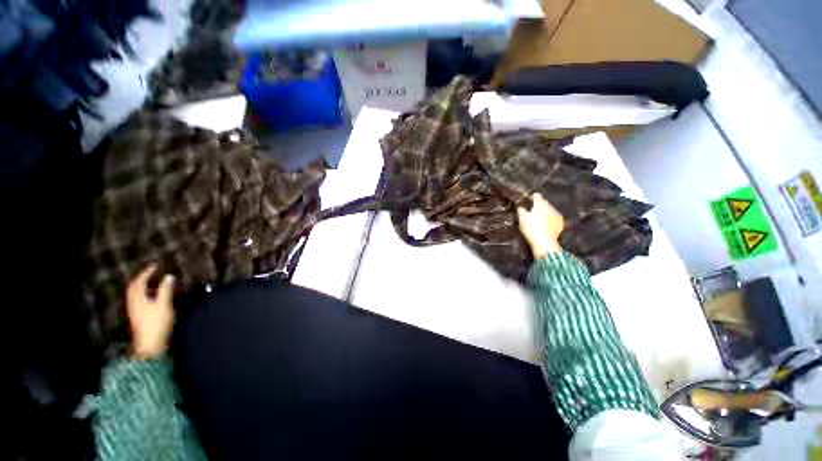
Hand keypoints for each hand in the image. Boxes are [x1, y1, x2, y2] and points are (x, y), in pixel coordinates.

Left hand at [126, 265, 175, 358]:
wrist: (150, 344)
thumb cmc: (157, 323)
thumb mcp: (164, 305)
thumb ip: (166, 290)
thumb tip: (168, 276)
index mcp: (137, 298)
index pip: (139, 281)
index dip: (147, 272)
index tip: (156, 265)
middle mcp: (133, 302)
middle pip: (134, 287)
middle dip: (142, 278)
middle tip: (152, 272)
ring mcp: (134, 310)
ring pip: (135, 294)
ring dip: (143, 286)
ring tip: (153, 282)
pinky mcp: (138, 316)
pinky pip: (139, 300)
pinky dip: (144, 294)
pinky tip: (152, 296)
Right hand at [517, 193, 564, 258]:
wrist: (544, 242)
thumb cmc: (531, 229)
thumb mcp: (522, 219)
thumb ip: (521, 210)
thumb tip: (520, 206)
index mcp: (540, 204)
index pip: (537, 196)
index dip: (532, 197)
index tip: (528, 201)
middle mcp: (550, 207)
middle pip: (544, 202)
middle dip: (539, 205)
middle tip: (532, 211)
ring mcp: (556, 214)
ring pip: (550, 209)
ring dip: (545, 211)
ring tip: (539, 218)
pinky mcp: (560, 222)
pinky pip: (554, 217)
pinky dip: (550, 218)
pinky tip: (546, 224)